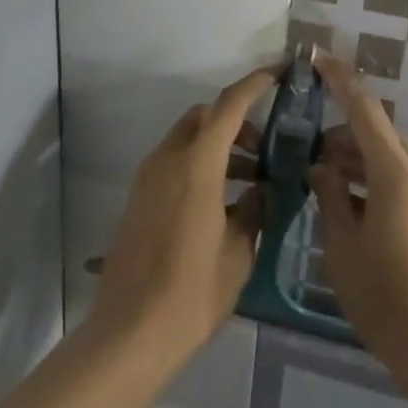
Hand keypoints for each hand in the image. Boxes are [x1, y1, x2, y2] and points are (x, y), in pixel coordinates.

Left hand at [88, 69, 273, 362]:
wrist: (130, 333)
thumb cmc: (193, 292)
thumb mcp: (238, 253)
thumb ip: (253, 211)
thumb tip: (261, 191)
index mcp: (197, 165)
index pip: (228, 106)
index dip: (254, 84)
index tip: (277, 75)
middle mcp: (168, 159)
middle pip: (204, 117)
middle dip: (235, 121)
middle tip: (262, 151)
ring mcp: (148, 178)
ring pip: (187, 138)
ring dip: (217, 145)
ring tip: (248, 182)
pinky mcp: (139, 198)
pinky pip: (173, 162)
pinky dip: (198, 164)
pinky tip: (219, 203)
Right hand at [307, 53, 407, 389]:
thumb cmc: (389, 303)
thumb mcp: (343, 251)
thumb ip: (330, 198)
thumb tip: (320, 167)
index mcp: (397, 173)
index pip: (365, 108)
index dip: (340, 80)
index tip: (318, 59)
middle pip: (380, 133)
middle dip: (345, 134)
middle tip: (312, 156)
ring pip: (395, 156)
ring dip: (363, 159)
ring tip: (332, 185)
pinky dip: (382, 178)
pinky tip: (362, 209)